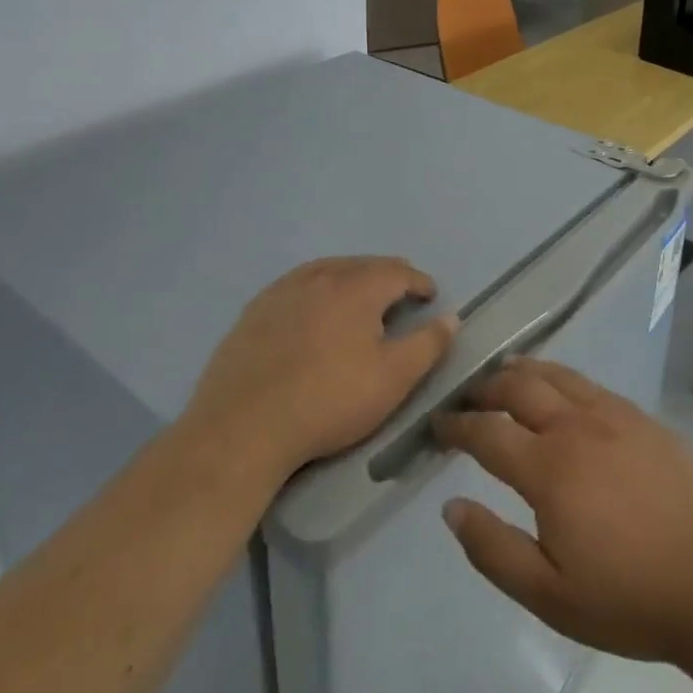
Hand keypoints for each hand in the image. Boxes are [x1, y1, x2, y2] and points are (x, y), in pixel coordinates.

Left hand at [181, 256, 456, 483]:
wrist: (242, 427)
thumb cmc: (328, 401)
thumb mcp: (393, 379)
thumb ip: (428, 345)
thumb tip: (451, 317)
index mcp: (357, 287)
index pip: (398, 271)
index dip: (419, 282)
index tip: (429, 297)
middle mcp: (321, 276)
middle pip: (362, 265)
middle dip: (386, 276)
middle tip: (399, 294)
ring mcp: (282, 291)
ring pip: (327, 271)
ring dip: (350, 279)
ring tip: (358, 298)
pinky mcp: (254, 311)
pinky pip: (296, 287)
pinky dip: (315, 291)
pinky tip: (312, 313)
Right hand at [434, 357, 692, 666]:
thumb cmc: (630, 597)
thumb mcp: (550, 595)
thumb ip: (494, 549)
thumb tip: (450, 507)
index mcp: (548, 468)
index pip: (487, 433)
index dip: (457, 426)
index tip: (437, 426)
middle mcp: (575, 427)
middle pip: (519, 389)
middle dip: (486, 388)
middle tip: (468, 395)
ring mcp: (613, 415)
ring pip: (556, 375)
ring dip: (523, 370)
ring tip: (505, 370)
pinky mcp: (642, 417)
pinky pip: (590, 383)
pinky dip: (562, 376)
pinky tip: (561, 387)